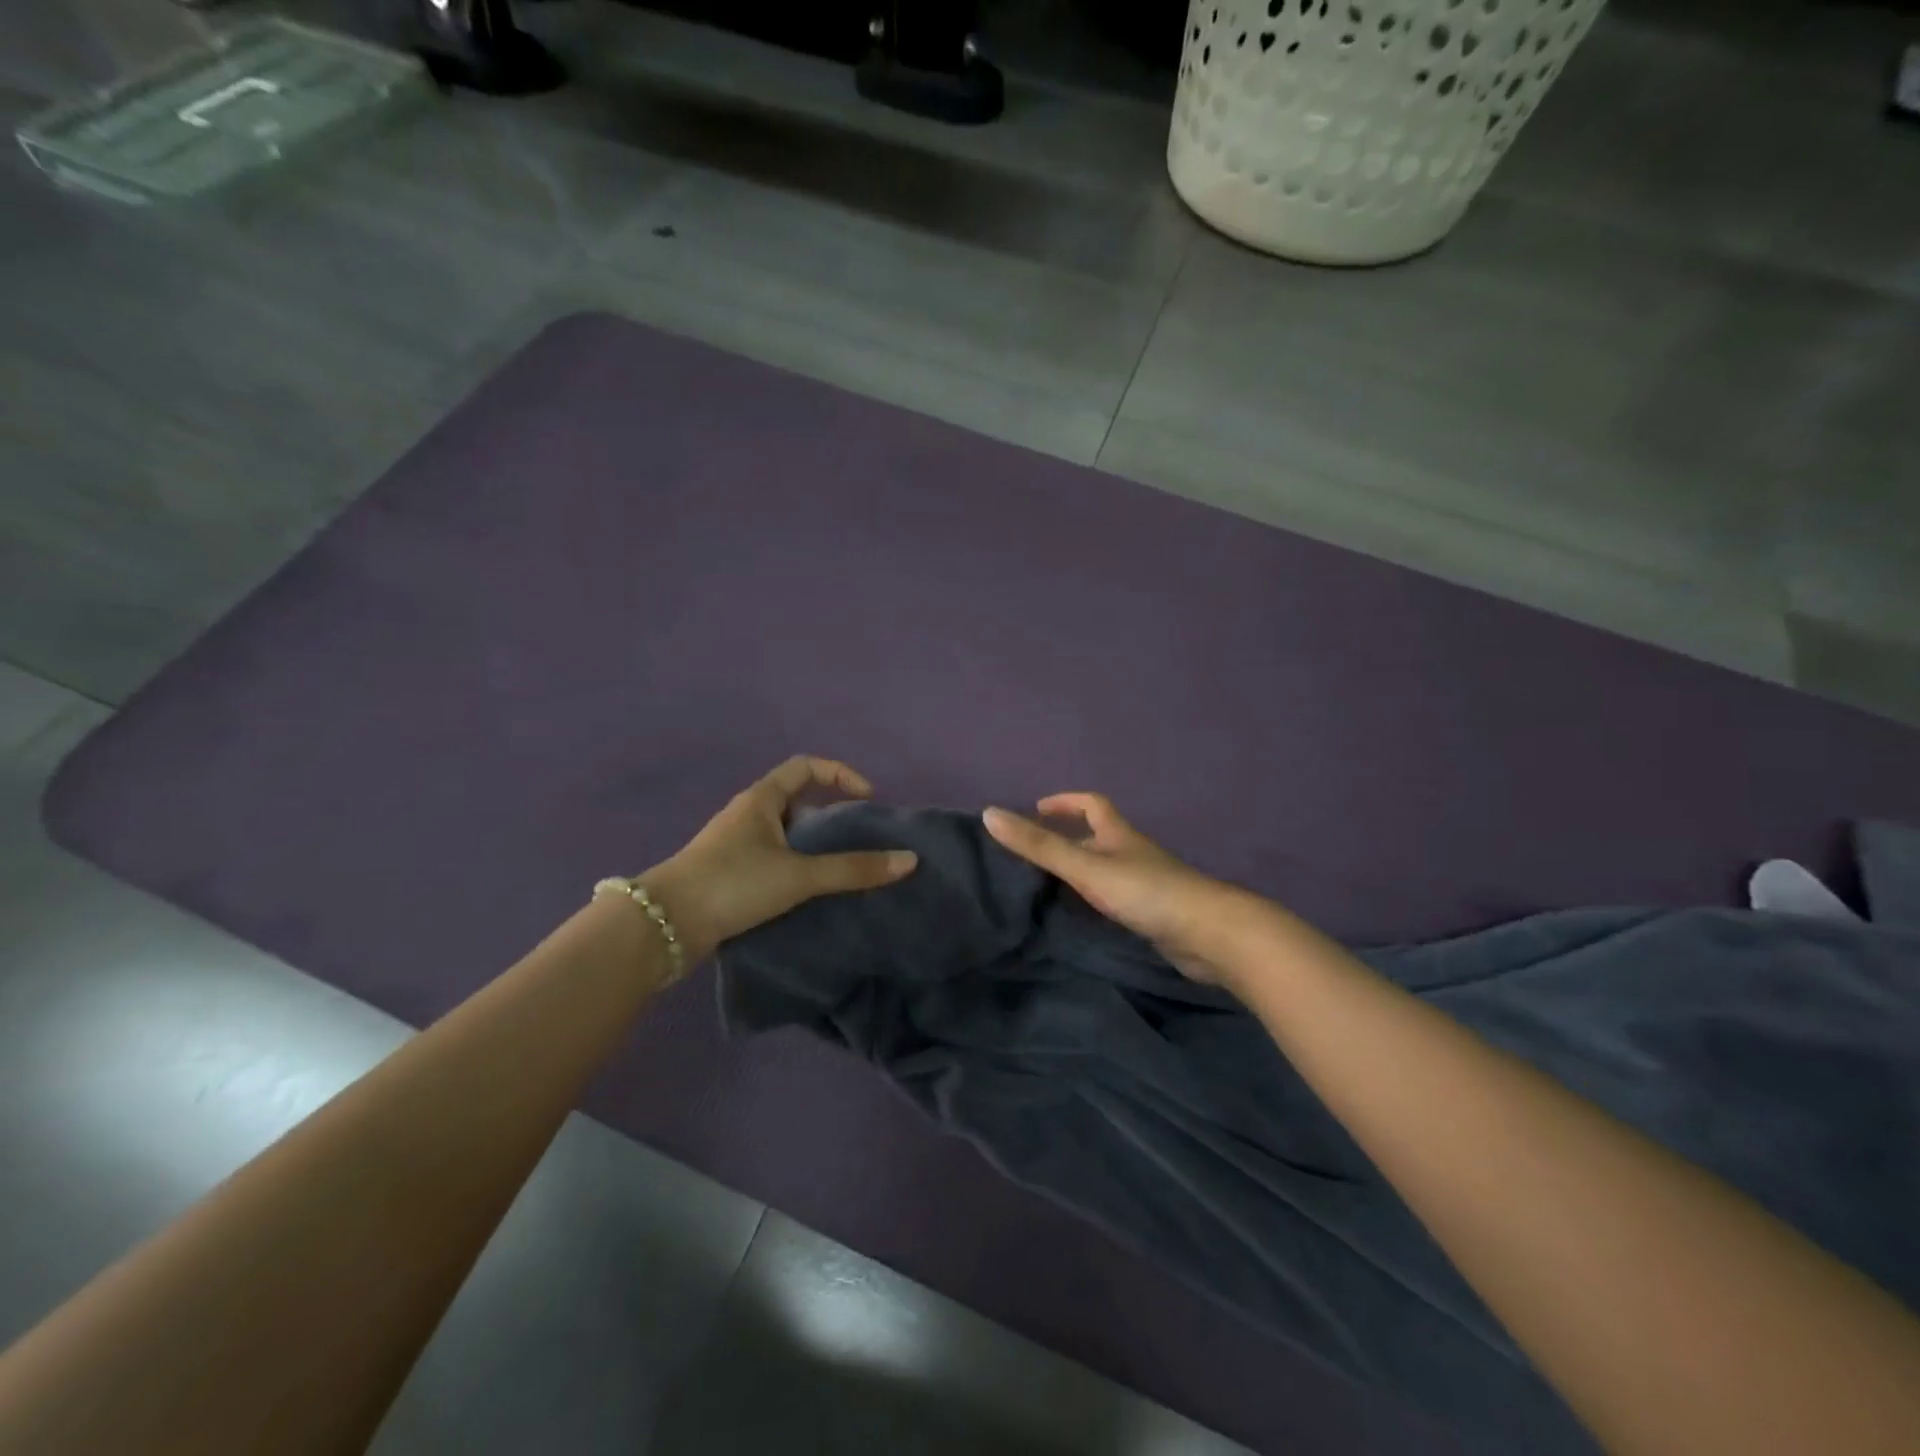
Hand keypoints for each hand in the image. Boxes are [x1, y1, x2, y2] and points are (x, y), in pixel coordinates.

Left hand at [645, 757, 917, 961]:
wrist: (664, 925)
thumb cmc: (733, 884)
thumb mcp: (799, 875)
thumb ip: (853, 869)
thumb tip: (909, 861)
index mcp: (762, 799)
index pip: (806, 767)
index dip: (841, 775)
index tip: (867, 799)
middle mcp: (747, 815)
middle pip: (796, 800)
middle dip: (829, 815)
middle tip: (855, 839)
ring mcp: (734, 845)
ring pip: (783, 834)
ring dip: (811, 845)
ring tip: (838, 870)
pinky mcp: (727, 874)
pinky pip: (771, 859)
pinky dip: (794, 868)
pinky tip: (807, 894)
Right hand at [983, 794, 1255, 985]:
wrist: (1210, 934)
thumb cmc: (1146, 892)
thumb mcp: (1085, 867)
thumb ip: (1039, 846)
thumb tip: (989, 814)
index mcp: (1119, 834)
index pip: (1092, 804)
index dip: (1065, 802)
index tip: (1037, 810)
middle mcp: (1133, 853)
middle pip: (1099, 836)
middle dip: (1069, 838)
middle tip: (1034, 854)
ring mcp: (1147, 884)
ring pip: (1108, 869)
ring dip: (1082, 871)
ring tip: (1047, 887)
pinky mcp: (1155, 913)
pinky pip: (1117, 898)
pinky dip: (1096, 899)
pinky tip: (1082, 917)